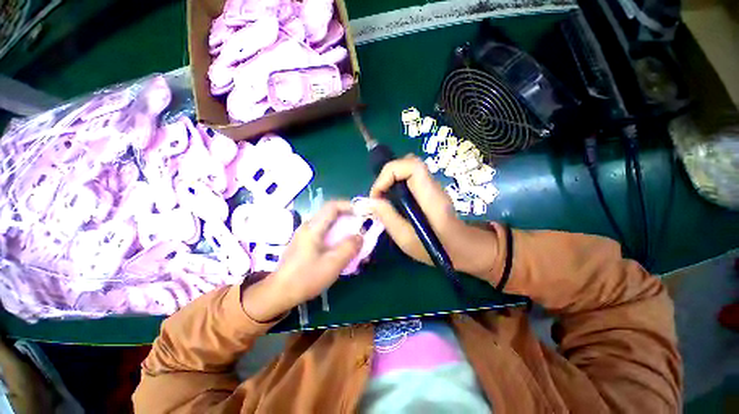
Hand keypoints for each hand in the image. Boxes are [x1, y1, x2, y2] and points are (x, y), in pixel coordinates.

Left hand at [242, 201, 362, 321]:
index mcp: (313, 228)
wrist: (279, 293)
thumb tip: (360, 236)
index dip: (348, 206)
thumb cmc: (306, 278)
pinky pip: (323, 234)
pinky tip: (340, 249)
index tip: (361, 213)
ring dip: (342, 228)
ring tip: (353, 239)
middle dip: (347, 218)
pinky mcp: (304, 244)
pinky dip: (335, 236)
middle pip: (330, 214)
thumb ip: (349, 247)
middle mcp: (307, 227)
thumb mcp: (333, 263)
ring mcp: (304, 235)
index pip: (332, 207)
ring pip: (327, 225)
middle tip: (360, 227)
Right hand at [368, 155, 498, 277]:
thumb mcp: (407, 240)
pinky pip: (410, 177)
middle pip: (408, 162)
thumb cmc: (437, 249)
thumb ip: (389, 218)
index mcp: (431, 197)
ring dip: (391, 179)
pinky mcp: (429, 189)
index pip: (411, 165)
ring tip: (385, 199)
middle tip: (379, 197)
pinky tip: (395, 201)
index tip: (378, 195)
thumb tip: (372, 201)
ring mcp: (432, 185)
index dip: (389, 173)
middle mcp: (433, 185)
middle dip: (387, 175)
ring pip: (408, 168)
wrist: (463, 248)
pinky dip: (397, 183)